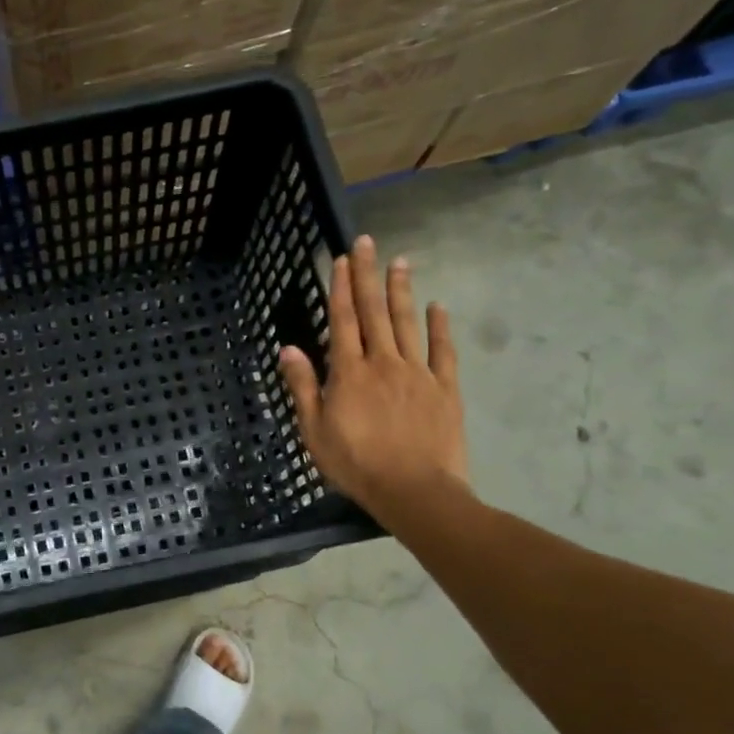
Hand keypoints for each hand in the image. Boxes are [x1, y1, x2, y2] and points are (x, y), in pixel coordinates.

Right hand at [278, 235, 468, 524]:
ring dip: (401, 291)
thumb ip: (303, 387)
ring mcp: (417, 373)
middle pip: (374, 312)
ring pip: (407, 323)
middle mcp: (383, 363)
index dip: (341, 288)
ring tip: (400, 261)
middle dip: (368, 275)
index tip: (342, 258)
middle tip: (369, 242)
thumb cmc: (356, 464)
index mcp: (349, 373)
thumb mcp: (315, 431)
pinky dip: (440, 327)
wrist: (414, 491)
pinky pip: (443, 351)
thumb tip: (289, 349)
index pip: (343, 321)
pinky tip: (437, 306)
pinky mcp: (445, 388)